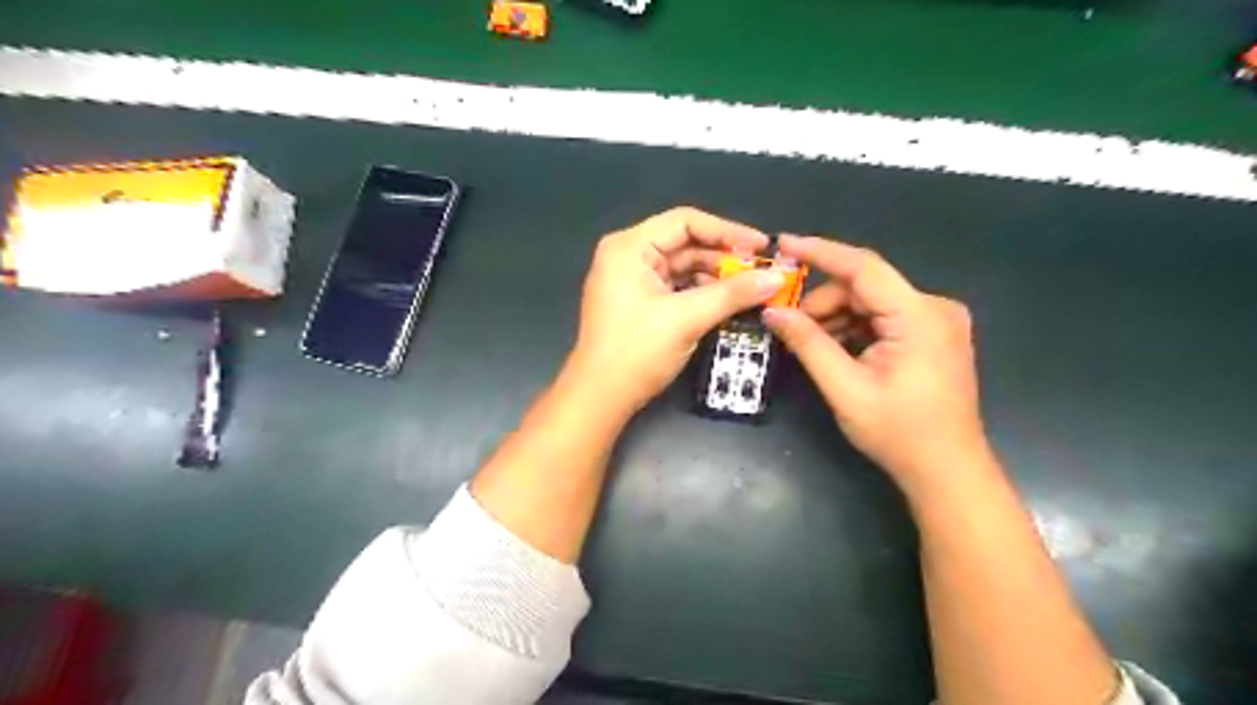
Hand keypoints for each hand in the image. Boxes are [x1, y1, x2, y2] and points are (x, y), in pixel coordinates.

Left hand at [570, 208, 782, 415]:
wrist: (600, 397)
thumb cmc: (636, 352)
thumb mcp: (687, 319)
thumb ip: (732, 294)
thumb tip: (777, 277)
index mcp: (629, 247)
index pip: (685, 222)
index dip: (727, 231)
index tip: (762, 246)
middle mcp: (627, 256)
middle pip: (685, 243)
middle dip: (724, 258)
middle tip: (762, 271)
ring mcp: (631, 279)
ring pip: (683, 267)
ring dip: (716, 277)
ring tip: (752, 288)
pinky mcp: (638, 301)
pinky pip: (676, 286)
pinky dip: (702, 293)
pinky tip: (728, 301)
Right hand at [760, 236, 996, 496]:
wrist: (947, 470)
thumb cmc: (898, 433)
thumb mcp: (844, 387)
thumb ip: (808, 343)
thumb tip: (773, 312)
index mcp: (919, 316)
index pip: (863, 268)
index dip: (820, 252)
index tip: (784, 243)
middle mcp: (934, 307)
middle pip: (865, 287)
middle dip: (823, 302)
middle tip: (790, 326)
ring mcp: (938, 321)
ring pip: (872, 302)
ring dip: (837, 318)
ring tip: (809, 344)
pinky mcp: (933, 334)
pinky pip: (884, 317)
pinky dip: (856, 328)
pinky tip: (835, 350)